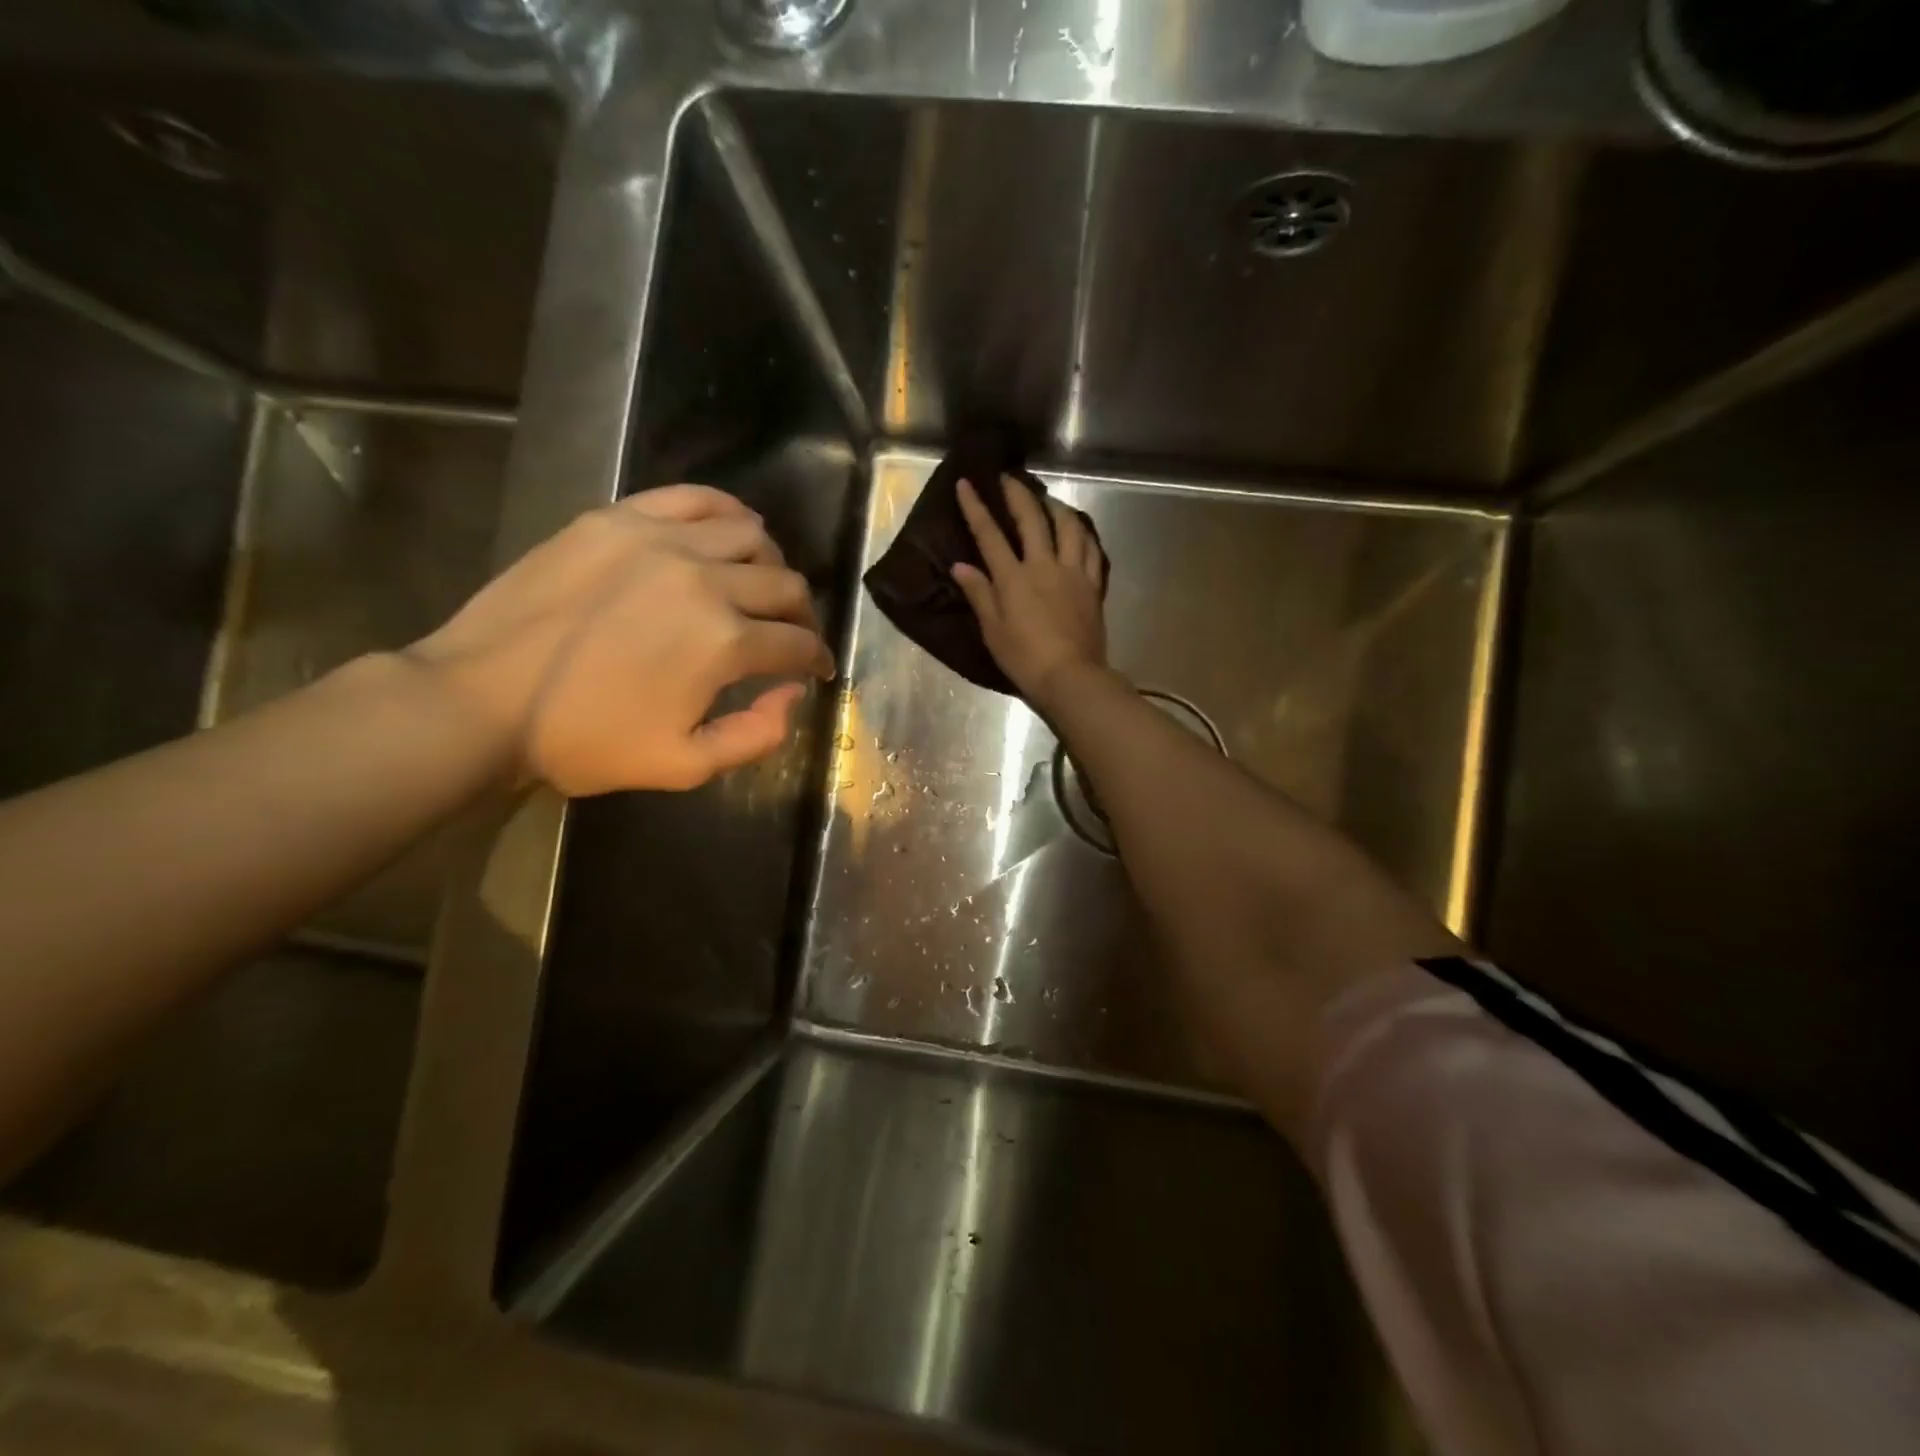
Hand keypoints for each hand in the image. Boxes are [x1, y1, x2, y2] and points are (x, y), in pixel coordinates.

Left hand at [407, 485, 833, 795]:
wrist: (481, 700)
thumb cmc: (584, 741)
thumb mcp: (683, 766)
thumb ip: (756, 736)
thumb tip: (794, 694)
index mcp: (723, 643)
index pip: (797, 643)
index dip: (817, 660)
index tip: (817, 670)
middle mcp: (705, 580)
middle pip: (785, 585)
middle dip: (803, 615)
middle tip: (793, 634)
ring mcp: (659, 540)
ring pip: (751, 535)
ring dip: (772, 565)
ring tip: (760, 586)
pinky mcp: (618, 519)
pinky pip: (694, 498)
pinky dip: (728, 511)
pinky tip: (732, 530)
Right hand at [951, 476, 1106, 705]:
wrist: (1070, 676)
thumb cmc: (1024, 658)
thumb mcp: (993, 630)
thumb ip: (979, 594)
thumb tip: (960, 566)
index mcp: (1014, 578)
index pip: (990, 535)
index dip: (976, 507)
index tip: (967, 483)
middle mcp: (1044, 565)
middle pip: (1032, 519)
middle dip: (1018, 494)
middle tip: (1010, 479)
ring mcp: (1073, 573)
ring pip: (1069, 527)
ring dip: (1057, 507)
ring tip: (1049, 501)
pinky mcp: (1093, 586)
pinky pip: (1092, 551)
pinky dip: (1084, 535)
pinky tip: (1080, 532)